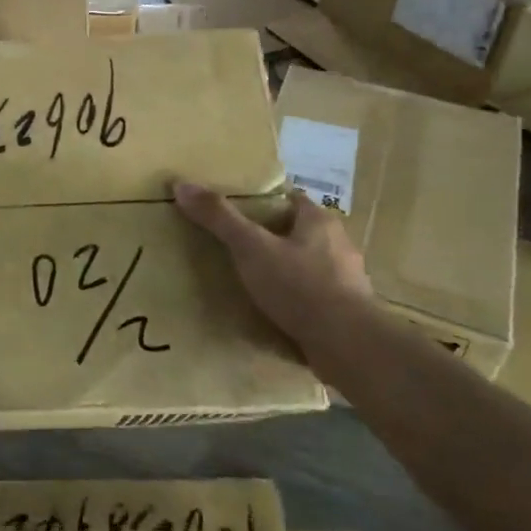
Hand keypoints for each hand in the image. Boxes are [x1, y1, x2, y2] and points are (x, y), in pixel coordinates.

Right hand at [174, 183, 372, 355]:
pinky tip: (275, 311)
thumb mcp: (250, 247)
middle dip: (272, 237)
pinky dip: (295, 299)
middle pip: (298, 231)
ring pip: (308, 265)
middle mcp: (338, 244)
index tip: (238, 211)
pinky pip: (314, 296)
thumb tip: (182, 185)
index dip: (264, 203)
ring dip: (285, 270)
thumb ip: (219, 218)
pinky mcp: (346, 311)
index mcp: (319, 221)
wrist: (348, 345)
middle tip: (238, 246)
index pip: (290, 199)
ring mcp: (346, 280)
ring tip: (253, 281)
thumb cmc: (299, 285)